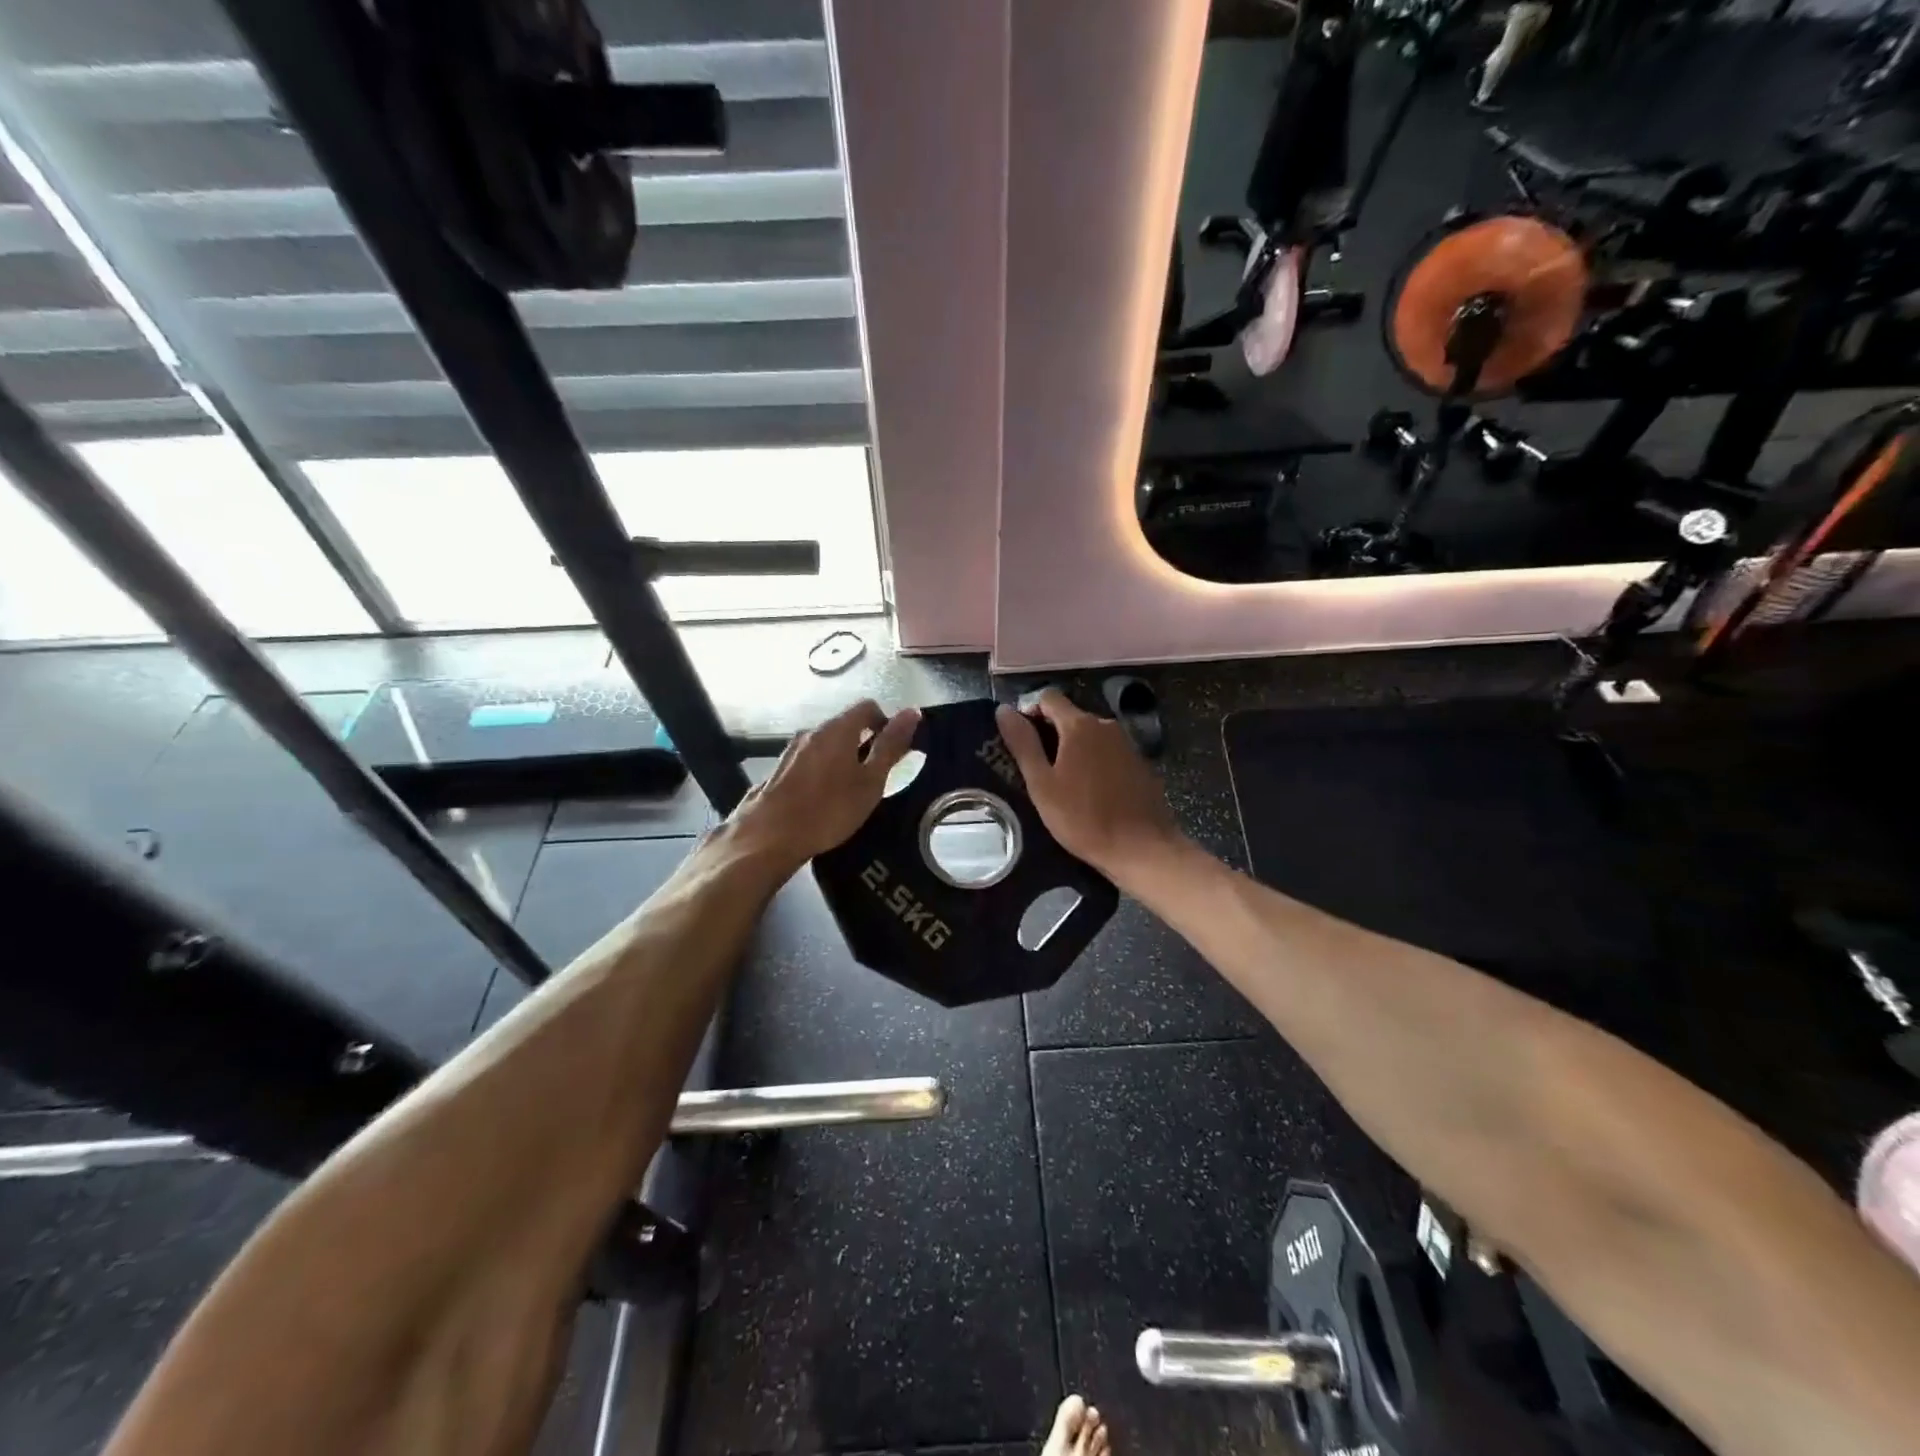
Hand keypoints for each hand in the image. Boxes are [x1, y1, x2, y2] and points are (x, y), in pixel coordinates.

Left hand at [730, 699, 920, 866]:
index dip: (886, 723)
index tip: (893, 752)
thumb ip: (891, 746)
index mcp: (837, 729)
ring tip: (851, 791)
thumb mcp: (870, 781)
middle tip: (876, 777)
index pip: (868, 707)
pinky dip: (824, 770)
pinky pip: (810, 760)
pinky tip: (824, 799)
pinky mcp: (779, 769)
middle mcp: (812, 731)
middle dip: (865, 743)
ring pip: (827, 744)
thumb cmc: (828, 809)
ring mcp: (792, 750)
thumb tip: (912, 711)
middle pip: (846, 725)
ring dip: (844, 758)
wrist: (769, 836)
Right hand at [995, 690, 1185, 886]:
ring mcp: (1127, 743)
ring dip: (1072, 749)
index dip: (1029, 711)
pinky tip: (1089, 791)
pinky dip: (1093, 761)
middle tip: (1035, 767)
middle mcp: (1106, 725)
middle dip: (1049, 733)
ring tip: (1060, 781)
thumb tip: (1004, 710)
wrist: (1142, 848)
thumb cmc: (1083, 818)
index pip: (1048, 697)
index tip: (1018, 739)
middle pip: (1070, 716)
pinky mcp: (1139, 763)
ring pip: (1090, 735)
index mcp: (1079, 725)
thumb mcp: (1042, 784)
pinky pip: (1108, 752)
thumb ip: (1023, 744)